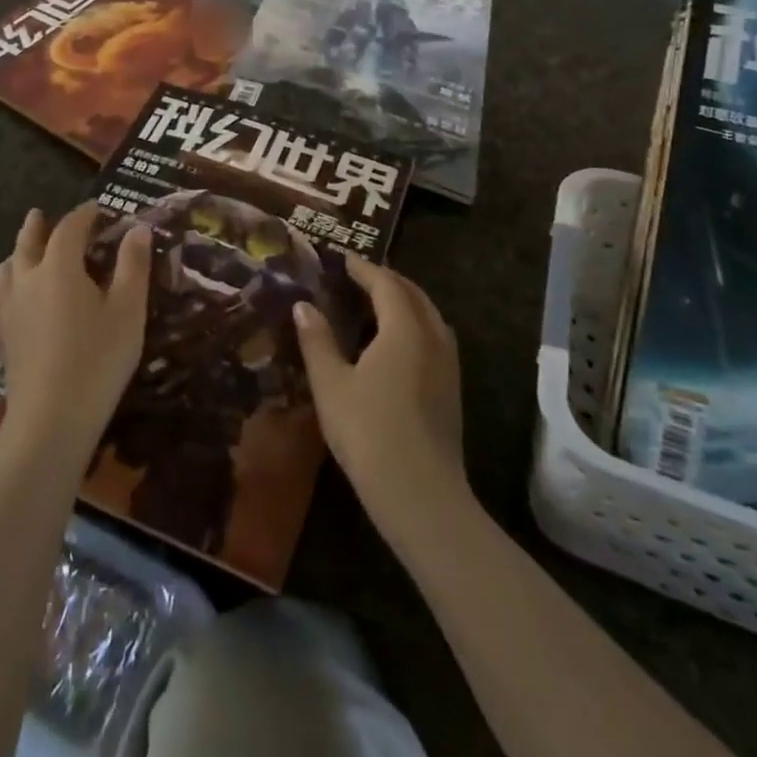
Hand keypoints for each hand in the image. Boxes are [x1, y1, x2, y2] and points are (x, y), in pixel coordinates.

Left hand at [0, 203, 151, 457]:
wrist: (52, 418)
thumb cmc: (98, 359)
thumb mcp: (128, 310)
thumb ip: (133, 265)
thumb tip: (138, 228)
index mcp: (59, 266)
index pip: (69, 227)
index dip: (84, 214)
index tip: (98, 208)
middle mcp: (27, 279)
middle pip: (28, 242)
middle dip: (37, 226)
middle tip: (41, 214)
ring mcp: (8, 309)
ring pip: (5, 270)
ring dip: (16, 255)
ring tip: (23, 253)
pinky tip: (2, 303)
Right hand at [295, 256, 467, 541]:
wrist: (422, 498)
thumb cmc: (369, 434)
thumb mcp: (331, 385)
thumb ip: (317, 340)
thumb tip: (303, 305)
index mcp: (404, 329)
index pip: (385, 283)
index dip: (363, 268)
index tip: (342, 259)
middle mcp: (432, 337)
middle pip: (413, 294)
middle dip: (387, 280)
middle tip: (358, 276)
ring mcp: (448, 364)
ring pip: (429, 315)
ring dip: (405, 300)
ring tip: (377, 303)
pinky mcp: (452, 389)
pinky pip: (435, 336)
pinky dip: (416, 323)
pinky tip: (397, 343)